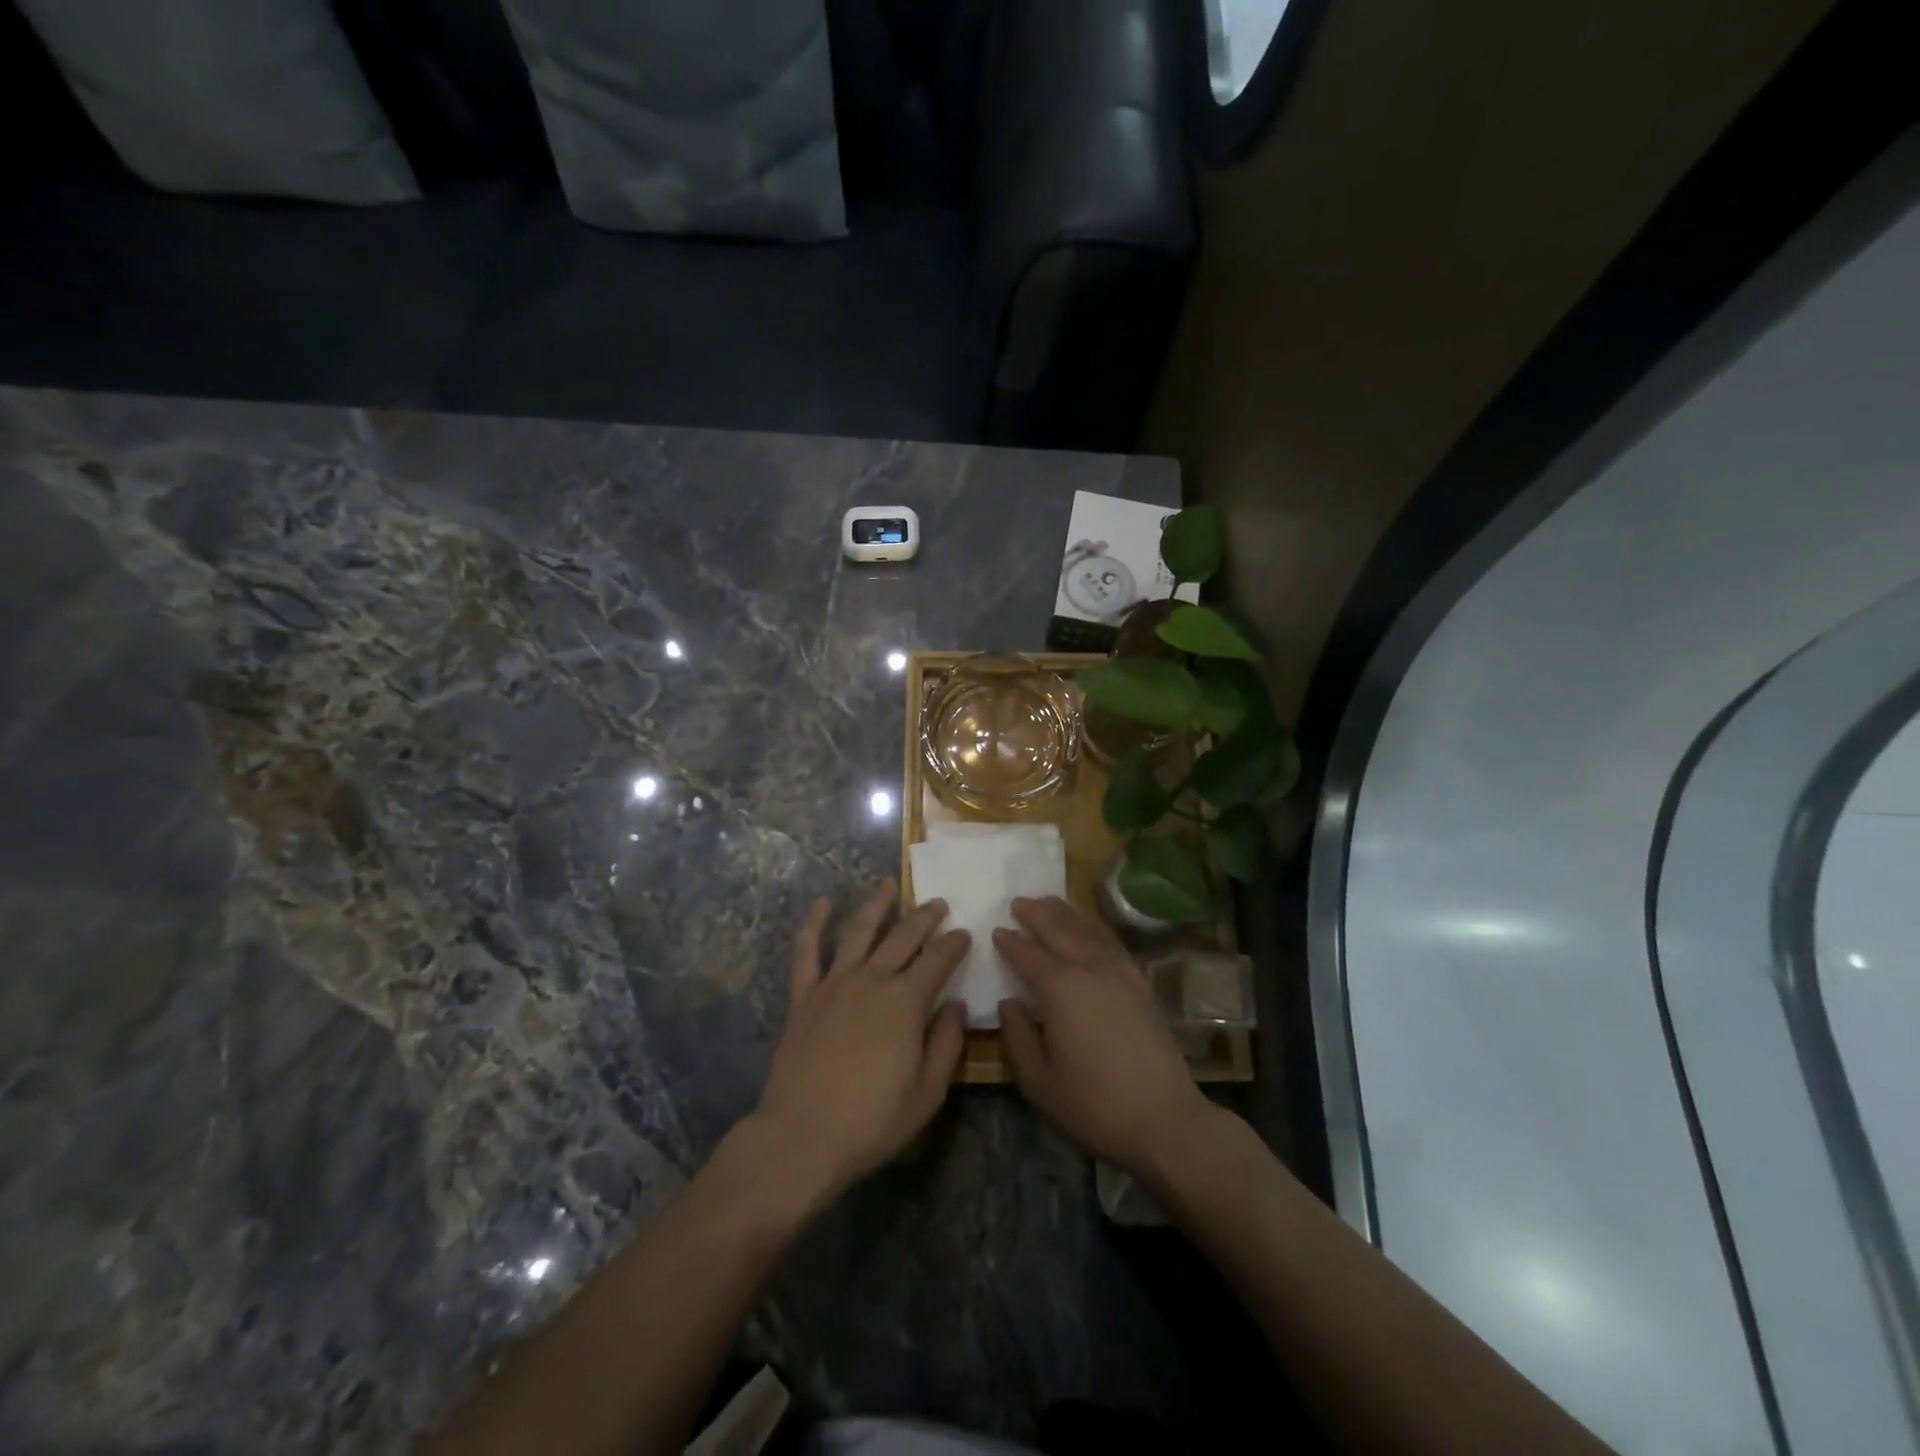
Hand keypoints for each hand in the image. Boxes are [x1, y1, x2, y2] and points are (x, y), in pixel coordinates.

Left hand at [751, 880, 970, 1201]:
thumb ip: (947, 1042)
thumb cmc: (872, 1121)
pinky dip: (813, 923)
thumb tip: (956, 1004)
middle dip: (925, 917)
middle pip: (904, 936)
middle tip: (939, 904)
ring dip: (877, 904)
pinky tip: (823, 903)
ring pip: (859, 930)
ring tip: (889, 883)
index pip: (939, 959)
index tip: (965, 934)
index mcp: (907, 1001)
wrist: (801, 1137)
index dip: (955, 943)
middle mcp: (873, 979)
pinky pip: (806, 951)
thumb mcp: (927, 1093)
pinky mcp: (804, 996)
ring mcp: (834, 983)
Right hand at [994, 896, 1216, 1177]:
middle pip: (1059, 930)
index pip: (1028, 955)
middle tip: (1018, 901)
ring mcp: (1120, 974)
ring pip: (1088, 930)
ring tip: (1049, 901)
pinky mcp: (1140, 984)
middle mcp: (1089, 969)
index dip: (1010, 942)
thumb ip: (1017, 1037)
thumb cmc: (1093, 1105)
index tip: (997, 930)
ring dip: (1066, 913)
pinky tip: (1089, 928)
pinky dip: (1095, 928)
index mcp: (1060, 989)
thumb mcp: (1039, 1081)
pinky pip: (1112, 943)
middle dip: (1036, 914)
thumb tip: (1007, 1003)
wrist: (1164, 1119)